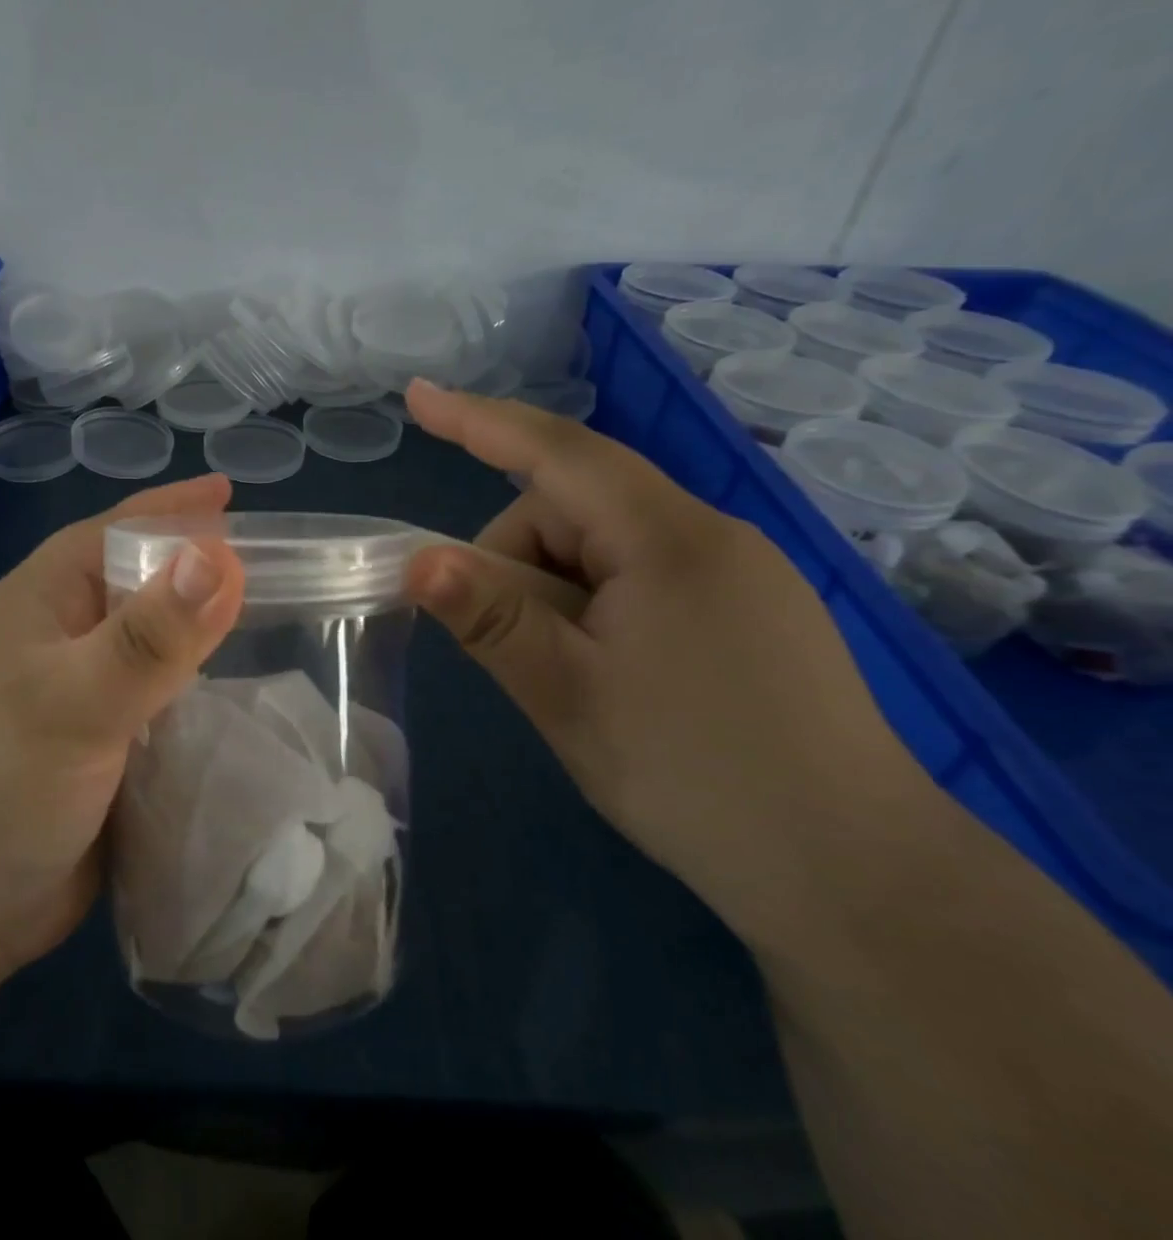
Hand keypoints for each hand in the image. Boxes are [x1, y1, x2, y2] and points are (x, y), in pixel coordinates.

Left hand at [0, 474, 245, 995]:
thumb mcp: (75, 702)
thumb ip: (150, 636)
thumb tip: (222, 555)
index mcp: (41, 603)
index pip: (115, 532)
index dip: (172, 510)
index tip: (232, 495)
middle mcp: (61, 640)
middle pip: (143, 587)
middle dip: (201, 571)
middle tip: (277, 565)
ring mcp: (81, 697)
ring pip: (157, 649)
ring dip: (205, 636)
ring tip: (277, 623)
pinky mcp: (101, 750)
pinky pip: (162, 704)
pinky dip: (201, 695)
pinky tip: (246, 697)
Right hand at [402, 380, 931, 949]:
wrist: (861, 881)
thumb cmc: (697, 778)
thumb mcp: (568, 696)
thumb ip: (491, 618)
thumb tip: (418, 559)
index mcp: (669, 540)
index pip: (558, 452)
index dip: (479, 421)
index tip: (417, 397)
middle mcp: (711, 536)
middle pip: (576, 511)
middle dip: (519, 564)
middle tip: (511, 652)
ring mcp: (741, 574)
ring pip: (606, 549)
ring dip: (559, 596)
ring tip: (570, 680)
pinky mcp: (752, 612)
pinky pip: (644, 578)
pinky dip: (598, 607)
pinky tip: (611, 675)